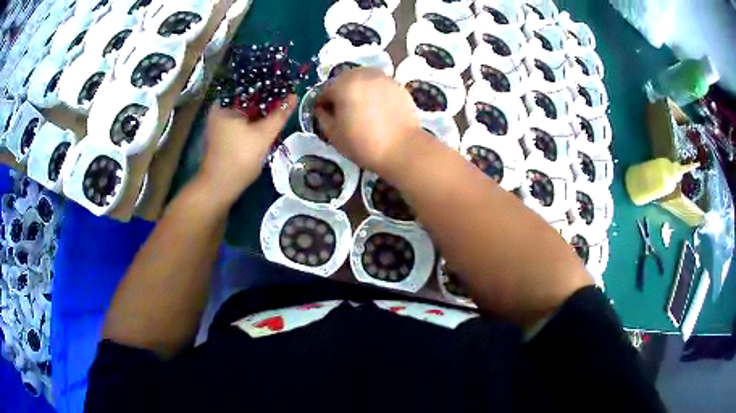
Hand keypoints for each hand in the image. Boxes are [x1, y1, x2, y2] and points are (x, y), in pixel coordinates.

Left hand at [198, 94, 296, 204]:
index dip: (268, 84)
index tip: (286, 84)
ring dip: (261, 109)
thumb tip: (294, 95)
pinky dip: (254, 119)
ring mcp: (220, 122)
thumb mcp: (264, 134)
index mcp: (224, 103)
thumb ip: (280, 114)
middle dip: (266, 97)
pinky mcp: (223, 133)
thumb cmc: (239, 157)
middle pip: (247, 97)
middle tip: (286, 95)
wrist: (219, 187)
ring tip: (281, 106)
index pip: (249, 84)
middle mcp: (220, 108)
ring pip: (245, 109)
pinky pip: (242, 119)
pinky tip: (268, 121)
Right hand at [313, 68, 421, 174]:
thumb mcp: (334, 135)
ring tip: (360, 109)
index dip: (322, 104)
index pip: (325, 91)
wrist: (402, 149)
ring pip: (363, 80)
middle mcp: (362, 75)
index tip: (324, 115)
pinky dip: (374, 93)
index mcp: (343, 85)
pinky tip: (377, 110)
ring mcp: (383, 78)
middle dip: (340, 93)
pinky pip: (379, 86)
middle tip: (342, 112)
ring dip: (358, 90)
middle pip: (344, 80)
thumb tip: (321, 109)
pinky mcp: (398, 86)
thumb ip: (323, 118)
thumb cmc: (363, 143)